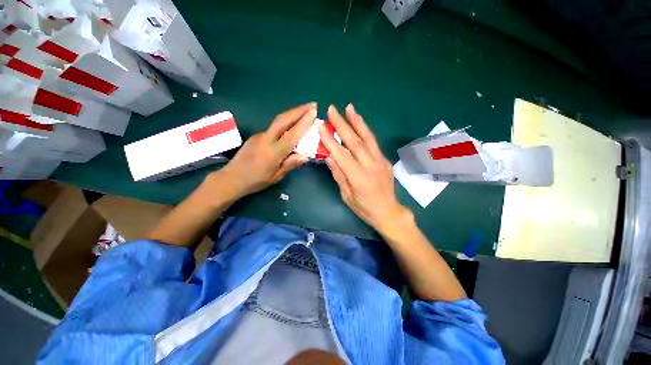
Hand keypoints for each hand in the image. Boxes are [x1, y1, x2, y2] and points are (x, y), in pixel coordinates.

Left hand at [215, 103, 316, 198]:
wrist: (231, 178)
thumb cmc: (256, 181)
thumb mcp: (276, 176)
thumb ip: (290, 164)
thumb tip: (305, 155)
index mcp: (273, 152)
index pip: (292, 134)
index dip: (304, 122)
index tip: (314, 112)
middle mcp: (266, 139)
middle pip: (283, 119)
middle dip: (299, 110)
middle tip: (312, 104)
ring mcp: (259, 135)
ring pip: (278, 121)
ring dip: (292, 114)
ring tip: (304, 111)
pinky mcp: (256, 136)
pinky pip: (273, 128)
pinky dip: (285, 123)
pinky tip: (291, 126)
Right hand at [319, 104, 409, 234]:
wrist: (389, 212)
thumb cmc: (364, 208)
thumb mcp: (347, 196)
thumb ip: (339, 175)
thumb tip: (329, 157)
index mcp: (359, 179)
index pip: (342, 156)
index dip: (331, 141)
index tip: (322, 127)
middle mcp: (371, 166)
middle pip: (356, 142)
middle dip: (343, 124)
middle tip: (333, 109)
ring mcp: (380, 162)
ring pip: (368, 138)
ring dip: (358, 121)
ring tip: (349, 108)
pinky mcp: (385, 160)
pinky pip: (374, 143)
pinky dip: (366, 131)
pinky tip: (360, 123)